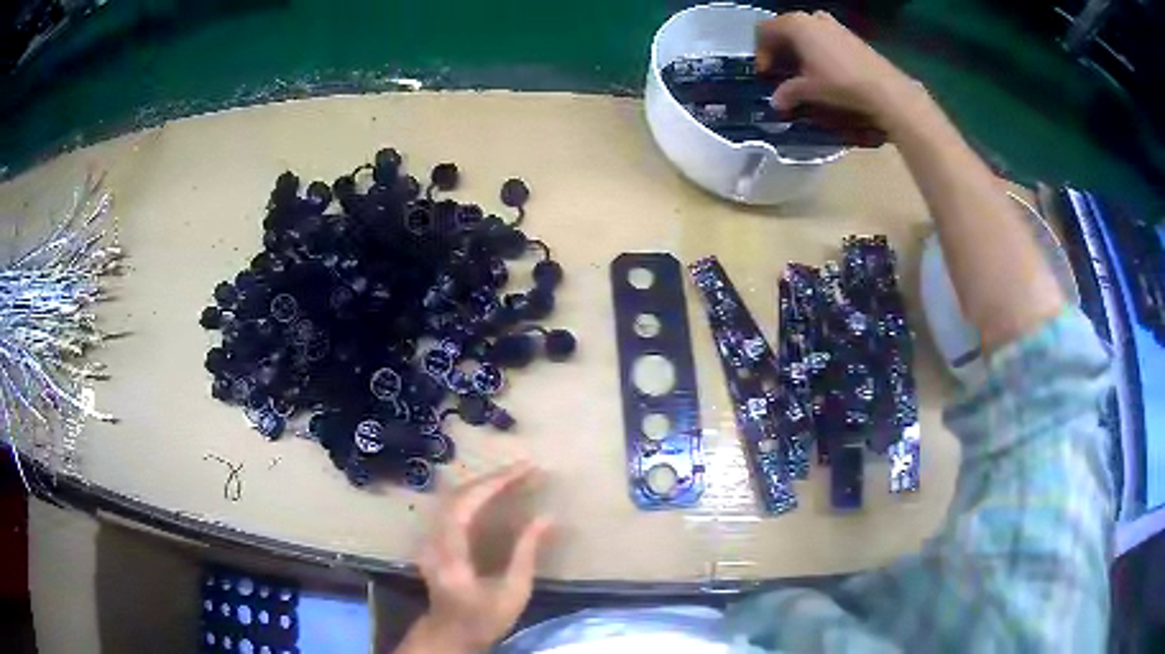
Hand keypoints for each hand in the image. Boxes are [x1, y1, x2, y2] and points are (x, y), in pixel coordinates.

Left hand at [396, 462, 553, 653]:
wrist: (450, 633)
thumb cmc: (485, 617)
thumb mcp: (514, 592)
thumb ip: (527, 553)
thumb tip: (547, 517)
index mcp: (451, 555)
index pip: (467, 506)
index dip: (495, 483)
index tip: (525, 470)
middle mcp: (433, 540)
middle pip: (457, 494)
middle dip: (492, 478)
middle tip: (526, 469)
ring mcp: (428, 538)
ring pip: (452, 496)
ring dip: (483, 483)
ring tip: (514, 476)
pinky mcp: (432, 539)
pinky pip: (452, 506)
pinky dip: (475, 494)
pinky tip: (494, 492)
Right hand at [756, 11, 921, 133]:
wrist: (884, 89)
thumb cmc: (839, 83)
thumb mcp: (809, 90)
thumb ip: (788, 92)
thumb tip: (776, 102)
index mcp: (795, 24)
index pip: (764, 31)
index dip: (761, 53)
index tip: (766, 74)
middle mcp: (811, 17)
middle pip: (784, 28)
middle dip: (779, 50)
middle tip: (781, 72)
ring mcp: (832, 24)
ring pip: (805, 32)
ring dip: (798, 49)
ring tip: (802, 71)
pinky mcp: (849, 34)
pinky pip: (823, 37)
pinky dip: (816, 50)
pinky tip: (823, 70)